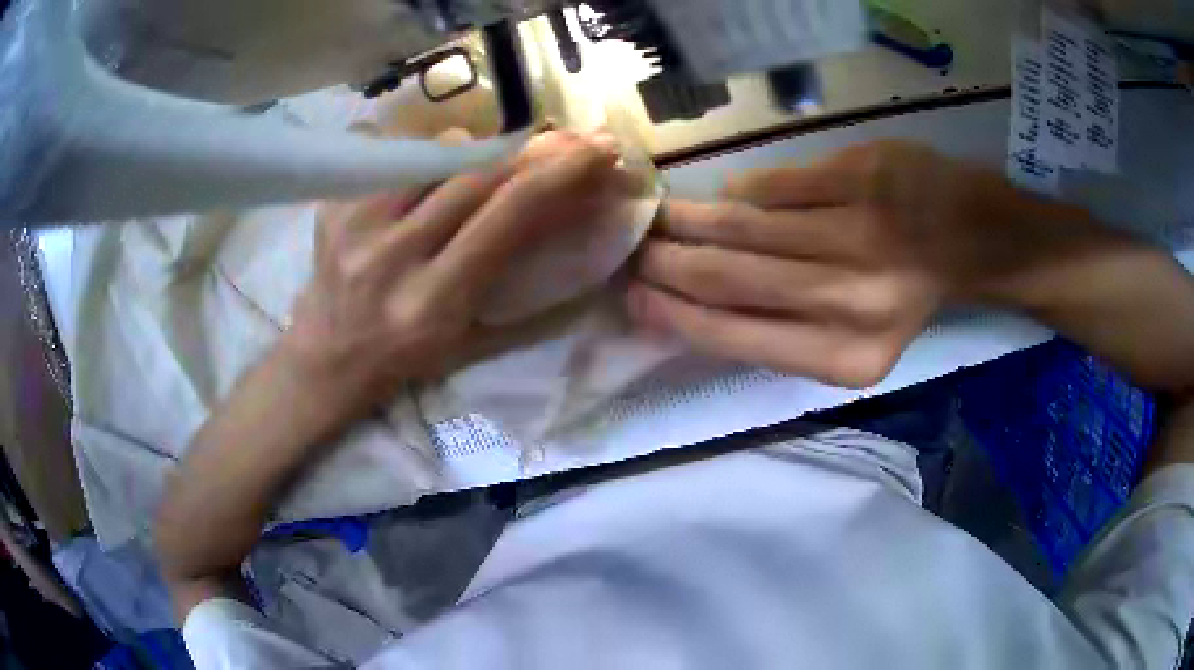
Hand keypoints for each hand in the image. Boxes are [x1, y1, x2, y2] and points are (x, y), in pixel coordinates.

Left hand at [279, 131, 620, 412]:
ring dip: (475, 149)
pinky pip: (389, 146)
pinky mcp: (332, 203)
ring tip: (486, 164)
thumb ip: (532, 308)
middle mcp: (393, 255)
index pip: (508, 215)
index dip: (561, 172)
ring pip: (435, 151)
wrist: (326, 358)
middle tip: (566, 138)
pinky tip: (428, 168)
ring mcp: (355, 222)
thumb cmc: (406, 359)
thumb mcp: (474, 347)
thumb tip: (592, 260)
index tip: (601, 149)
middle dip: (533, 149)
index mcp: (434, 300)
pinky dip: (421, 148)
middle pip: (476, 172)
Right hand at [630, 141, 1029, 387]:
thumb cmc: (904, 299)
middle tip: (633, 249)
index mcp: (846, 357)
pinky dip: (745, 191)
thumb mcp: (850, 345)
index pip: (735, 336)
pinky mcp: (864, 177)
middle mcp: (853, 301)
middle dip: (668, 262)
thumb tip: (683, 305)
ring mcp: (860, 232)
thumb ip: (776, 332)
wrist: (971, 239)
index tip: (634, 295)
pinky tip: (732, 196)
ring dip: (692, 220)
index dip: (674, 313)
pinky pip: (778, 185)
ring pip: (746, 225)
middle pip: (731, 277)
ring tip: (661, 218)